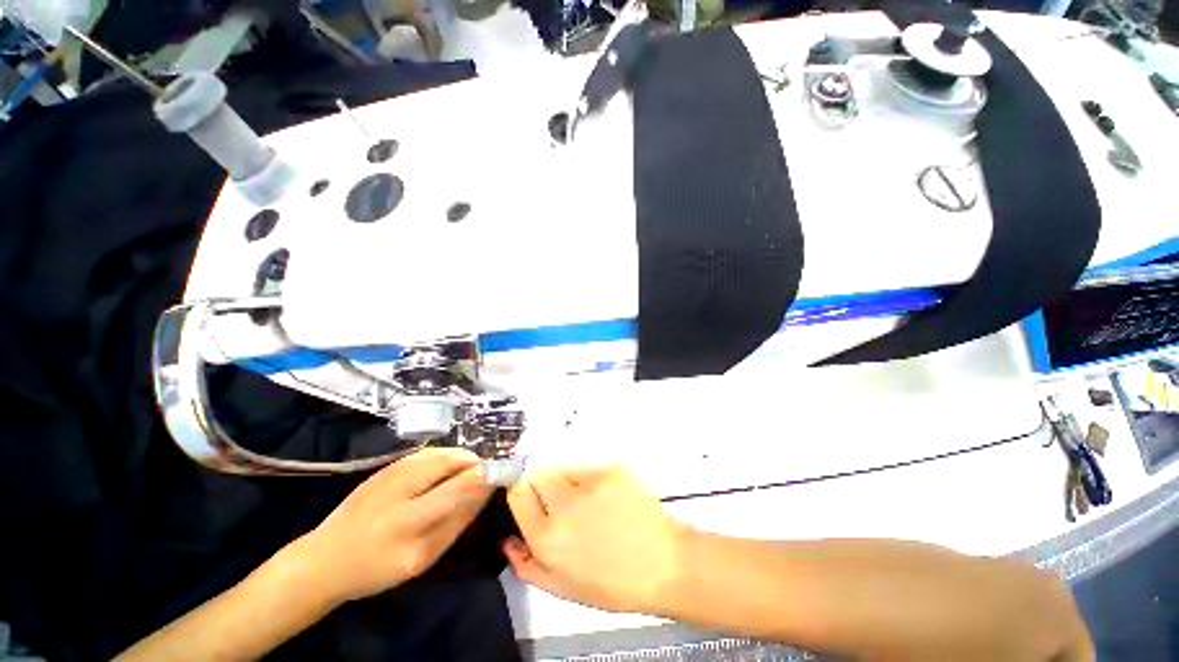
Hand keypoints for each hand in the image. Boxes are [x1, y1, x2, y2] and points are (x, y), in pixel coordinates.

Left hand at [291, 448, 493, 603]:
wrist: (325, 558)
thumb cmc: (377, 567)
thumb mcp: (423, 556)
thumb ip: (457, 521)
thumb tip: (485, 490)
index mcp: (411, 520)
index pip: (460, 486)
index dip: (485, 475)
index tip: (502, 473)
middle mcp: (402, 487)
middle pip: (453, 461)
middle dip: (475, 463)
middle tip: (484, 474)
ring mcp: (393, 471)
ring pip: (442, 452)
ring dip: (460, 459)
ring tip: (467, 473)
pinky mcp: (387, 466)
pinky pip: (428, 454)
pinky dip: (444, 458)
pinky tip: (444, 472)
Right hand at [504, 466, 684, 613]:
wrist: (662, 564)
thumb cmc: (613, 583)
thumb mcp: (563, 588)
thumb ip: (528, 564)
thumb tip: (507, 540)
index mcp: (547, 538)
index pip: (518, 493)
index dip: (522, 493)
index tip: (531, 498)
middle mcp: (564, 505)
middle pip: (537, 473)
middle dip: (542, 486)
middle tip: (562, 503)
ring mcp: (590, 483)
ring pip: (562, 468)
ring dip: (566, 482)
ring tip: (588, 503)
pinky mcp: (610, 470)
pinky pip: (588, 468)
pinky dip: (591, 480)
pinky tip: (607, 499)